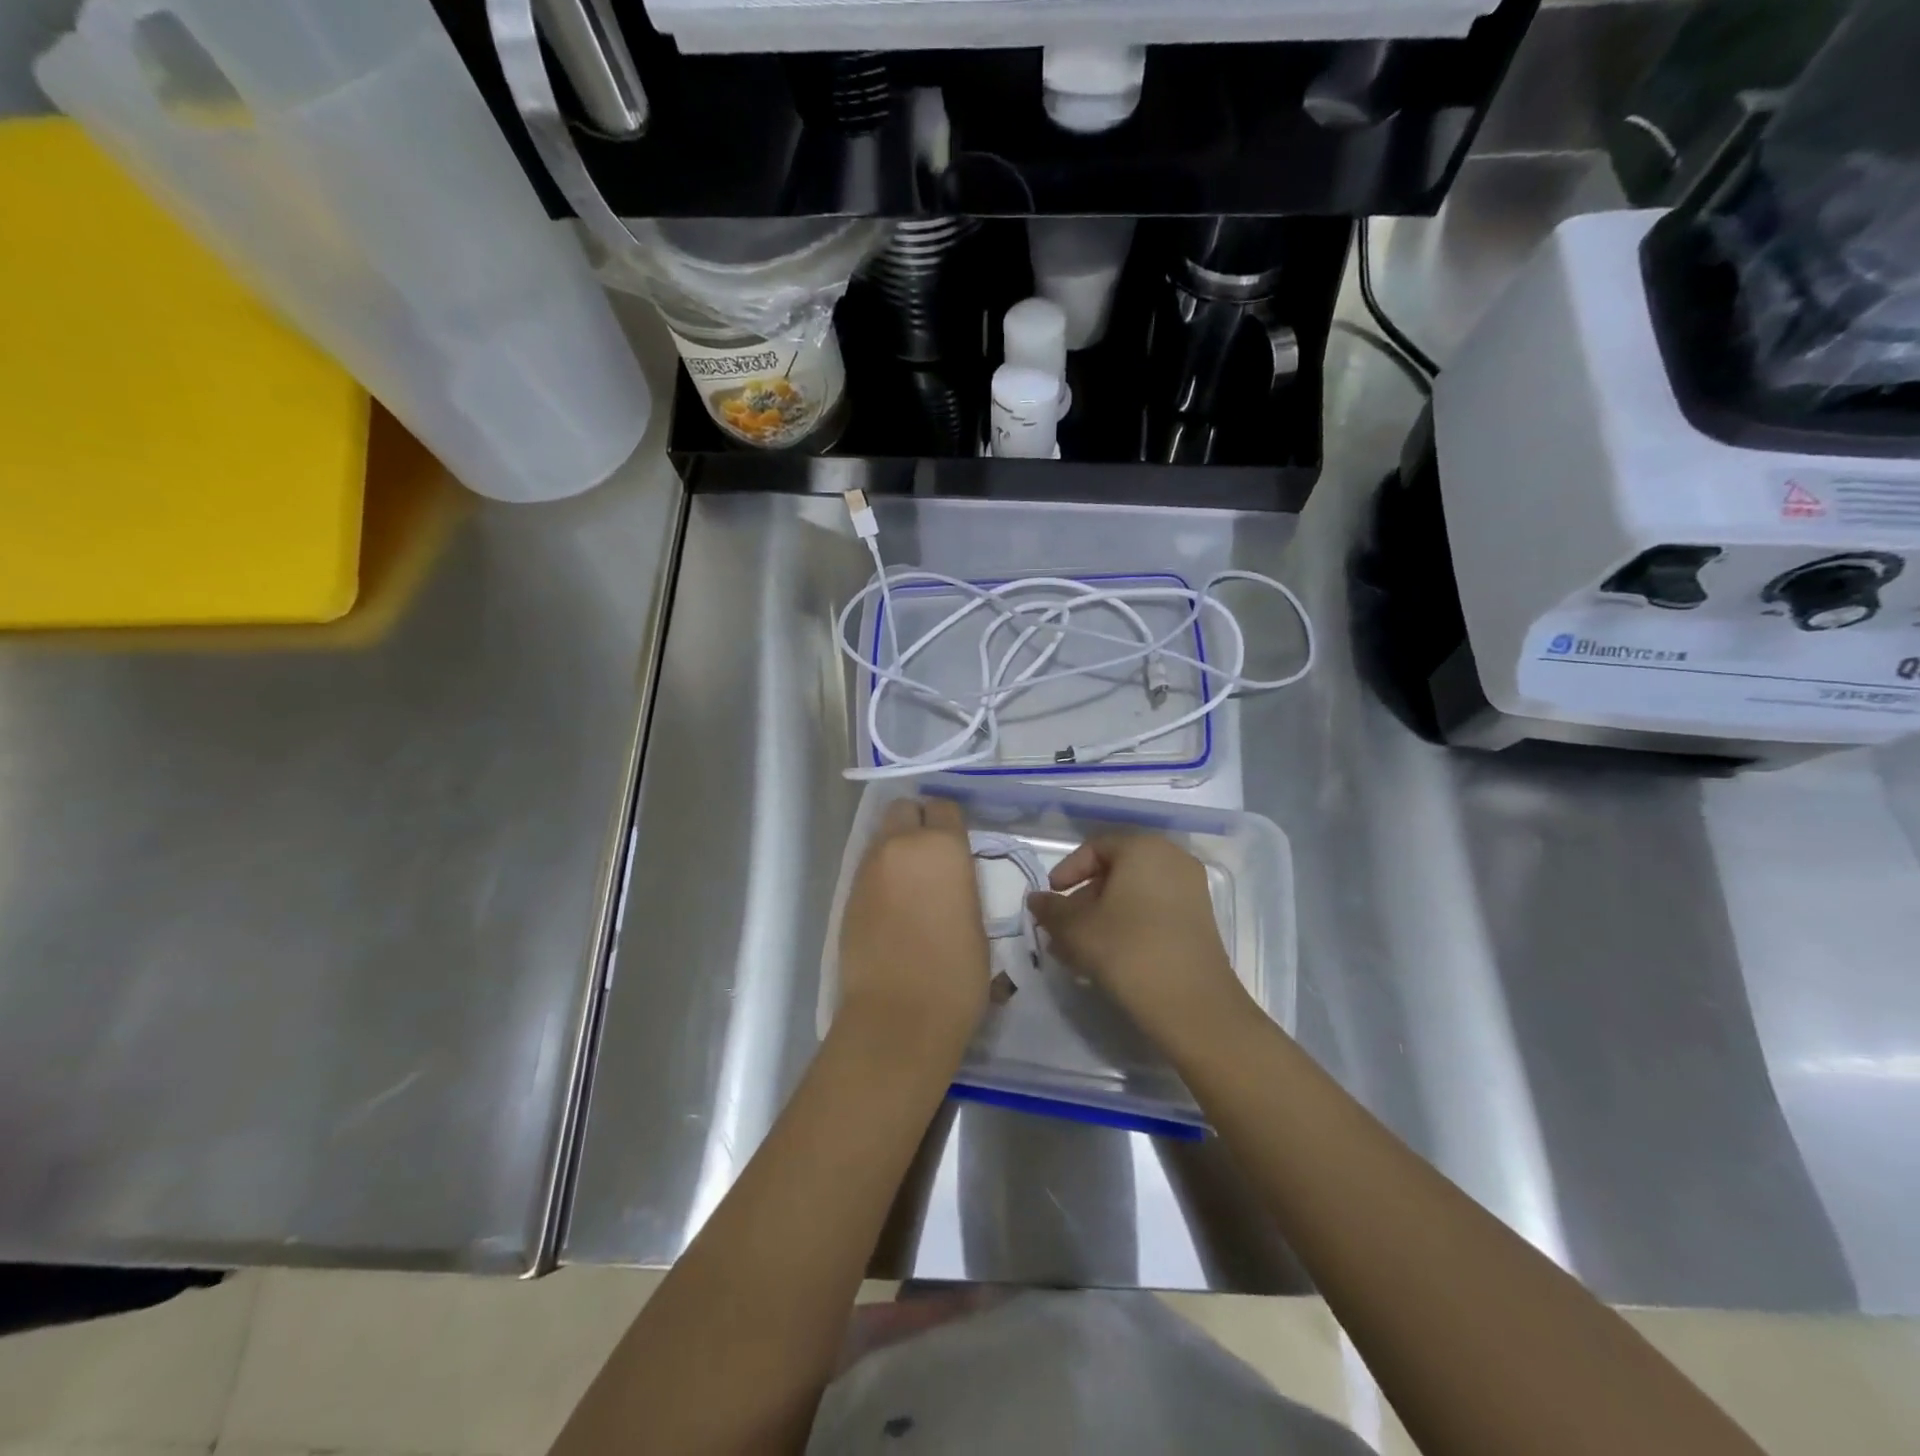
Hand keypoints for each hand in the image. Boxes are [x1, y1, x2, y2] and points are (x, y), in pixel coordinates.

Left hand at [837, 797, 989, 1053]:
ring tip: (911, 884)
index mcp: (942, 846)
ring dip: (896, 848)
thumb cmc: (956, 973)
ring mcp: (868, 869)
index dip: (949, 822)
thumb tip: (948, 881)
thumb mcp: (976, 921)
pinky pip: (868, 868)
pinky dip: (881, 875)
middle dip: (916, 822)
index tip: (956, 843)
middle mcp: (900, 845)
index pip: (943, 807)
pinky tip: (892, 906)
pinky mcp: (847, 894)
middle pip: (903, 809)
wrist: (898, 1016)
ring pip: (882, 837)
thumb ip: (959, 884)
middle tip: (931, 854)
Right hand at [1027, 834, 1254, 1049]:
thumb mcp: (1076, 928)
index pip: (1095, 848)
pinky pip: (1153, 912)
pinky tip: (1105, 958)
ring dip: (1101, 918)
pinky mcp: (1198, 922)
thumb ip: (1051, 909)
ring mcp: (1190, 891)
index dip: (1067, 871)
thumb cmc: (1127, 950)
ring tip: (1076, 951)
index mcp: (1144, 848)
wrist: (1193, 1005)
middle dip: (1083, 900)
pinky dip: (1126, 926)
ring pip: (1133, 896)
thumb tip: (1036, 899)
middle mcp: (1172, 860)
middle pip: (1116, 872)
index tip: (1050, 899)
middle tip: (1061, 930)